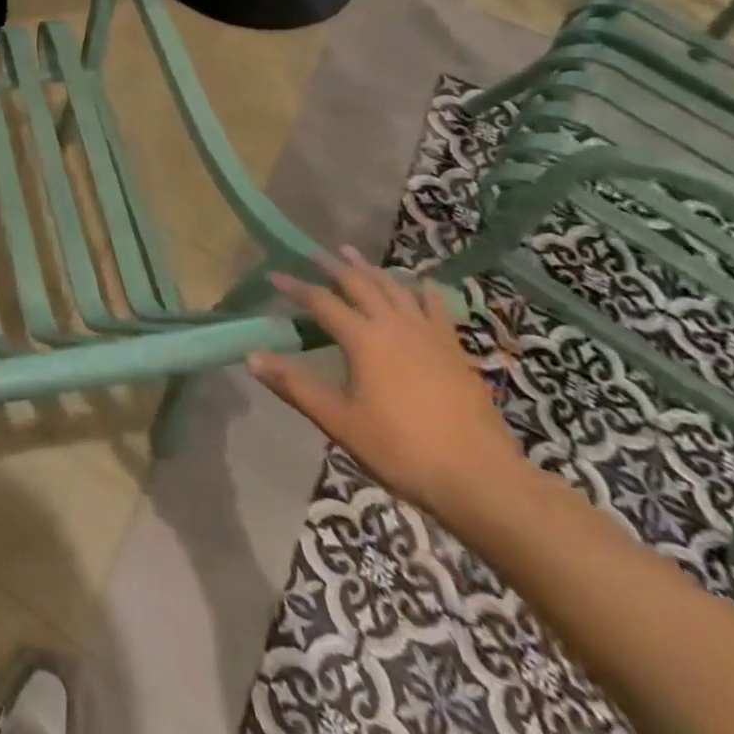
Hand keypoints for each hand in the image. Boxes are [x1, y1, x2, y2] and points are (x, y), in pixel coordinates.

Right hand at [247, 248, 525, 517]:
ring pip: (395, 288)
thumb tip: (251, 356)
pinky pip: (435, 308)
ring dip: (371, 269)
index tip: (274, 275)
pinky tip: (420, 285)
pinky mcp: (455, 351)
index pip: (321, 301)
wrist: (482, 479)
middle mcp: (395, 326)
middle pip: (359, 284)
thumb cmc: (402, 450)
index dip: (295, 287)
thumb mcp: (339, 421)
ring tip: (354, 255)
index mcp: (364, 339)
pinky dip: (422, 291)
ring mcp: (430, 336)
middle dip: (333, 267)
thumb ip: (294, 386)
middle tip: (314, 254)